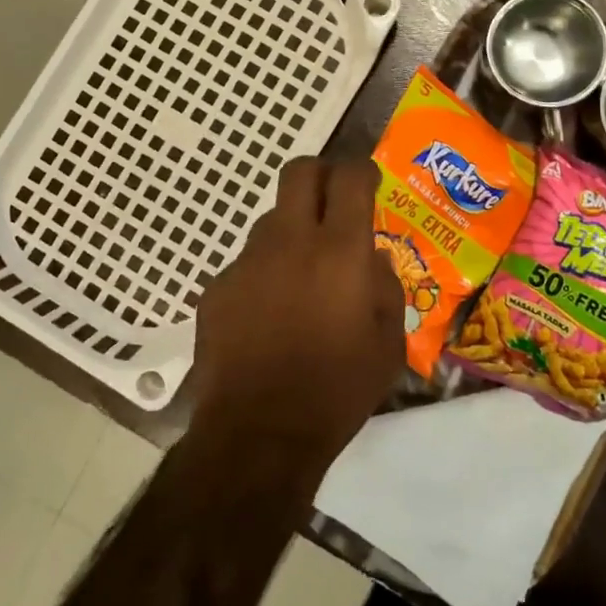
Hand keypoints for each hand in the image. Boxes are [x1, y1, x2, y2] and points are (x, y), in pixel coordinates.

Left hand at [191, 157, 404, 469]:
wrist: (259, 435)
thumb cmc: (337, 390)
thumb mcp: (388, 345)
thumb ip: (385, 289)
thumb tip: (372, 261)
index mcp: (339, 251)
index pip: (350, 178)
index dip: (362, 170)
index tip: (368, 181)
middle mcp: (291, 241)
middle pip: (299, 172)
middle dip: (321, 174)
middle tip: (333, 201)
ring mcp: (247, 262)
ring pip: (272, 220)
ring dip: (293, 234)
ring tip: (302, 279)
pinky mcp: (217, 287)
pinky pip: (248, 264)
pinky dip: (265, 276)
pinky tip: (269, 316)